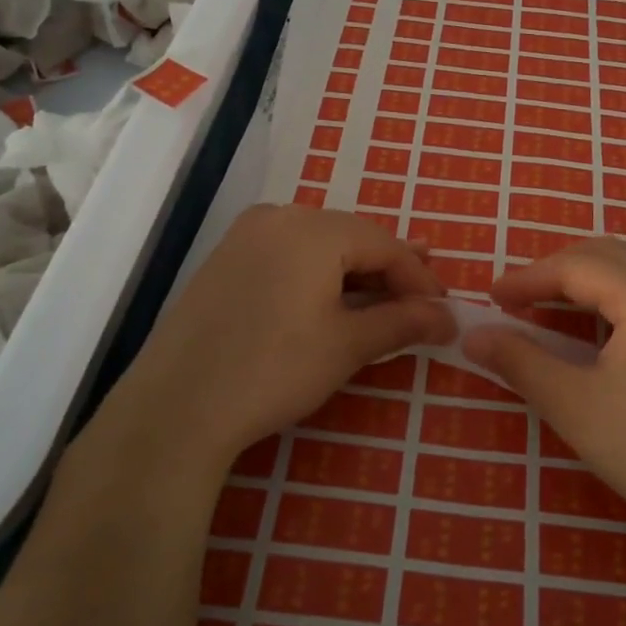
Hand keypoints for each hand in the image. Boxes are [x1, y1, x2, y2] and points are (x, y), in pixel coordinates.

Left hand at [93, 205, 455, 482]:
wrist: (176, 408)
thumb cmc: (273, 370)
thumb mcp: (347, 345)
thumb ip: (402, 322)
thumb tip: (448, 317)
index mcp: (313, 228)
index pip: (384, 244)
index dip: (419, 278)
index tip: (443, 310)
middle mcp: (279, 216)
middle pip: (352, 237)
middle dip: (389, 270)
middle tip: (421, 299)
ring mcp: (246, 235)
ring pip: (320, 244)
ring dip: (355, 271)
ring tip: (384, 297)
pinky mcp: (225, 259)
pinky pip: (288, 255)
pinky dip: (318, 275)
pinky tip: (331, 299)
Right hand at [465, 237, 625, 554]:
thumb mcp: (574, 407)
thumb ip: (520, 362)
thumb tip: (472, 335)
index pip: (574, 266)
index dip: (527, 278)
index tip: (490, 297)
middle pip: (608, 253)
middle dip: (558, 270)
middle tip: (518, 298)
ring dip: (594, 272)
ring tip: (559, 299)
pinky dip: (625, 285)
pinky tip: (613, 317)